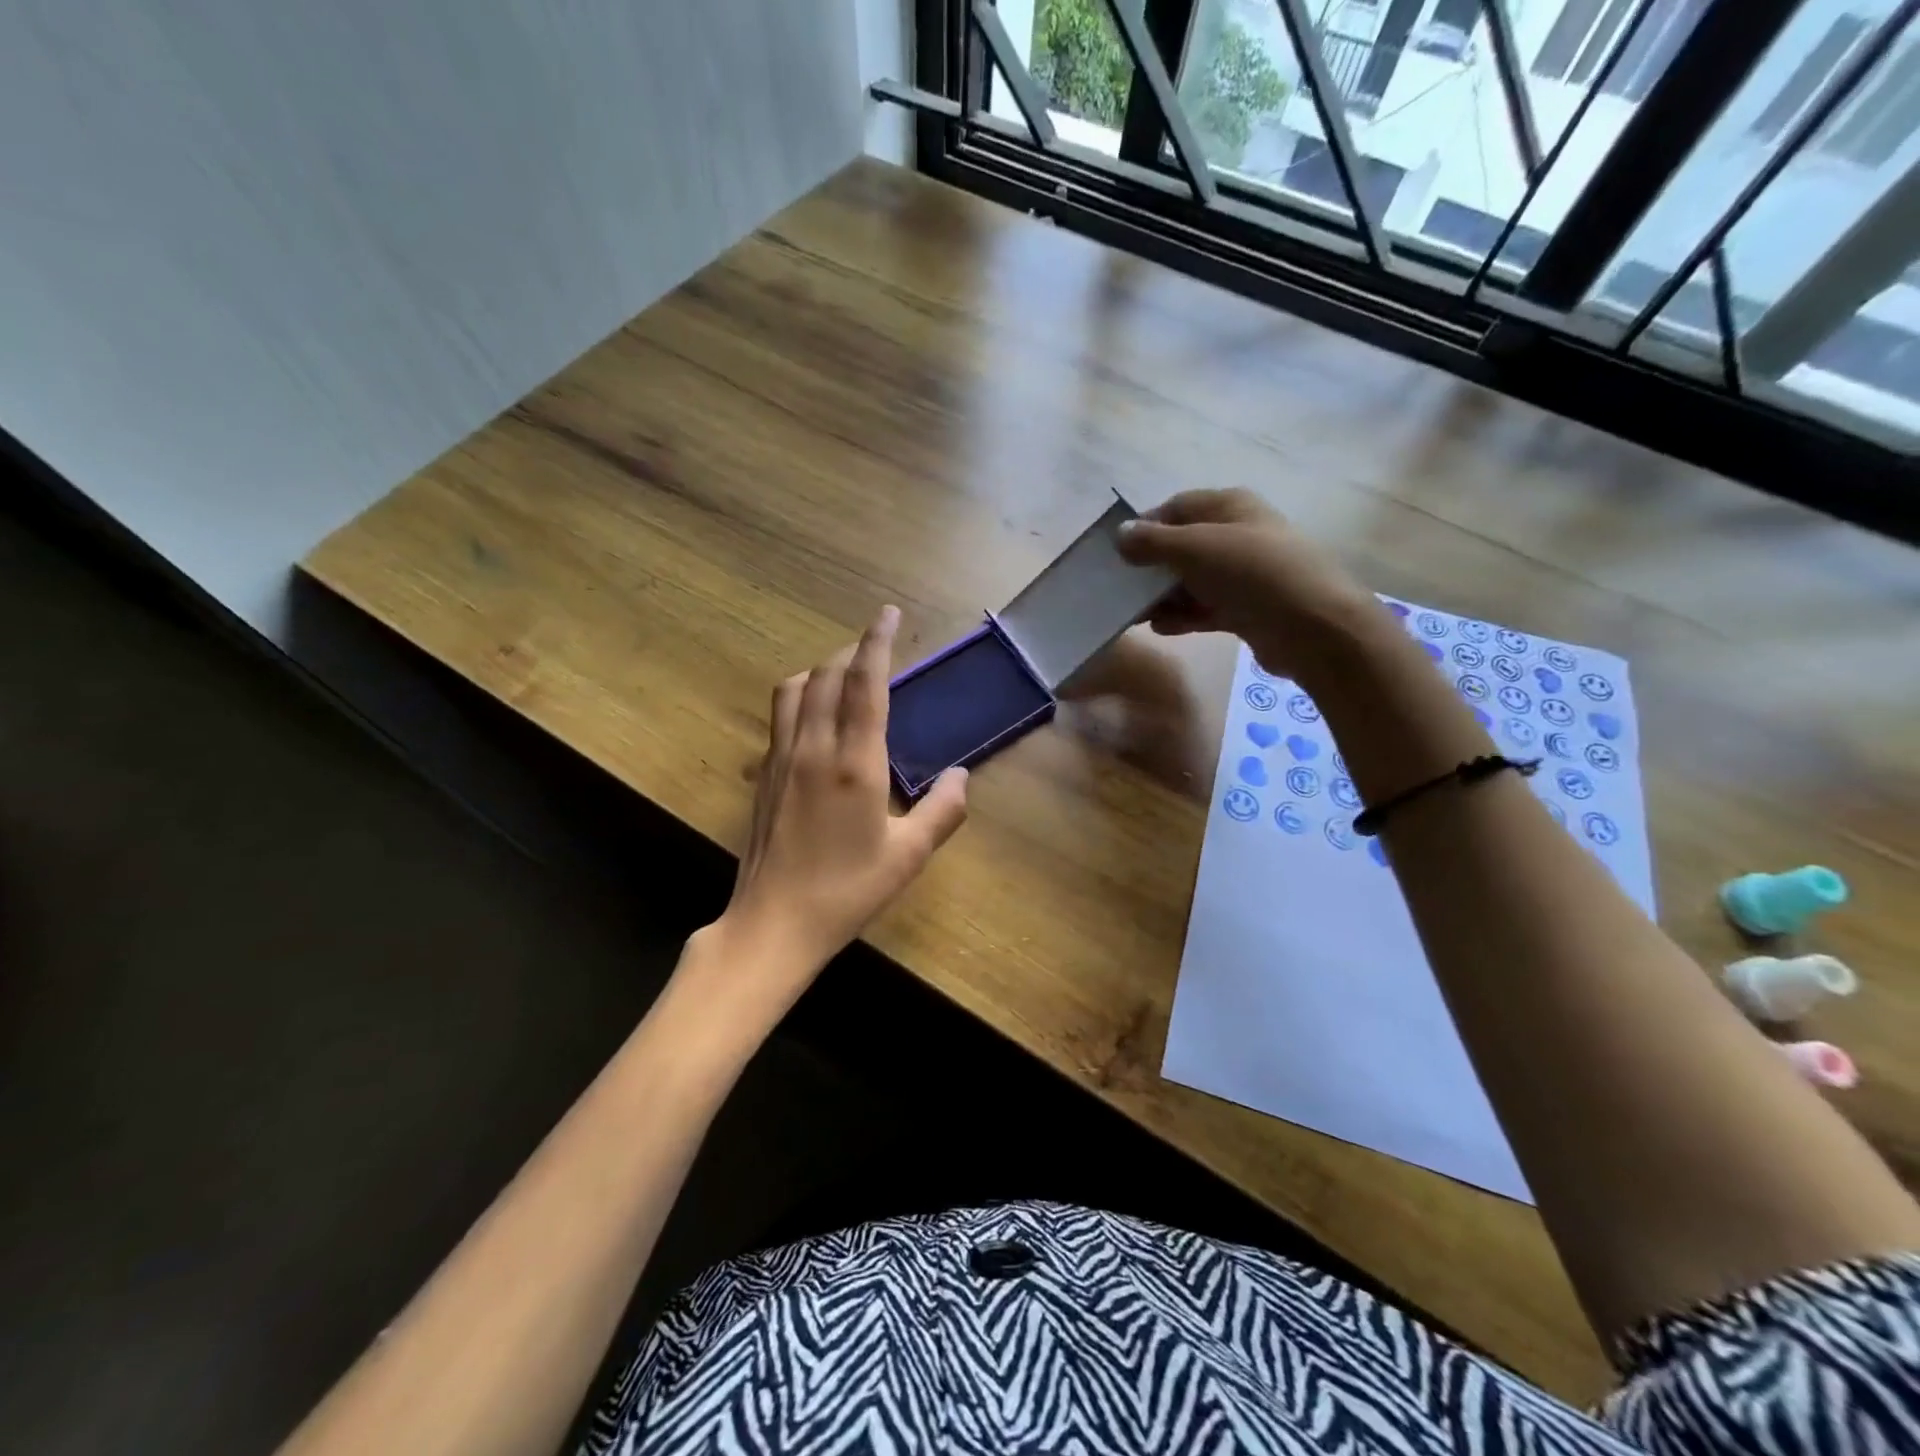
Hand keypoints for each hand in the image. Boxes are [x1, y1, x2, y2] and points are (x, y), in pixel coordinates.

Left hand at [700, 606, 969, 1008]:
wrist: (773, 924)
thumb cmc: (847, 891)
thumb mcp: (908, 856)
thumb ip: (943, 811)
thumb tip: (963, 775)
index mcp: (854, 762)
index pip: (865, 683)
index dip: (877, 642)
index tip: (888, 613)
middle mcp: (813, 748)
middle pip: (826, 674)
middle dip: (851, 651)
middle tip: (876, 649)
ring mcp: (780, 759)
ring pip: (794, 689)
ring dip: (820, 670)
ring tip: (844, 677)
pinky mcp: (762, 775)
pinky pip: (780, 715)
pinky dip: (801, 696)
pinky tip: (816, 719)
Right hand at [1116, 488, 1378, 680]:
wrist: (1311, 626)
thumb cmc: (1250, 572)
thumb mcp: (1194, 548)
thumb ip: (1152, 542)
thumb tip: (1120, 534)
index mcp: (1229, 506)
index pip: (1176, 508)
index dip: (1145, 527)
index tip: (1117, 553)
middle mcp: (1238, 534)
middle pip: (1182, 546)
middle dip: (1151, 567)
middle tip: (1120, 588)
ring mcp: (1244, 574)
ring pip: (1192, 581)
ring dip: (1163, 596)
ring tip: (1134, 614)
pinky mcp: (1247, 609)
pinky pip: (1205, 608)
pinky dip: (1183, 616)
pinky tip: (1161, 628)